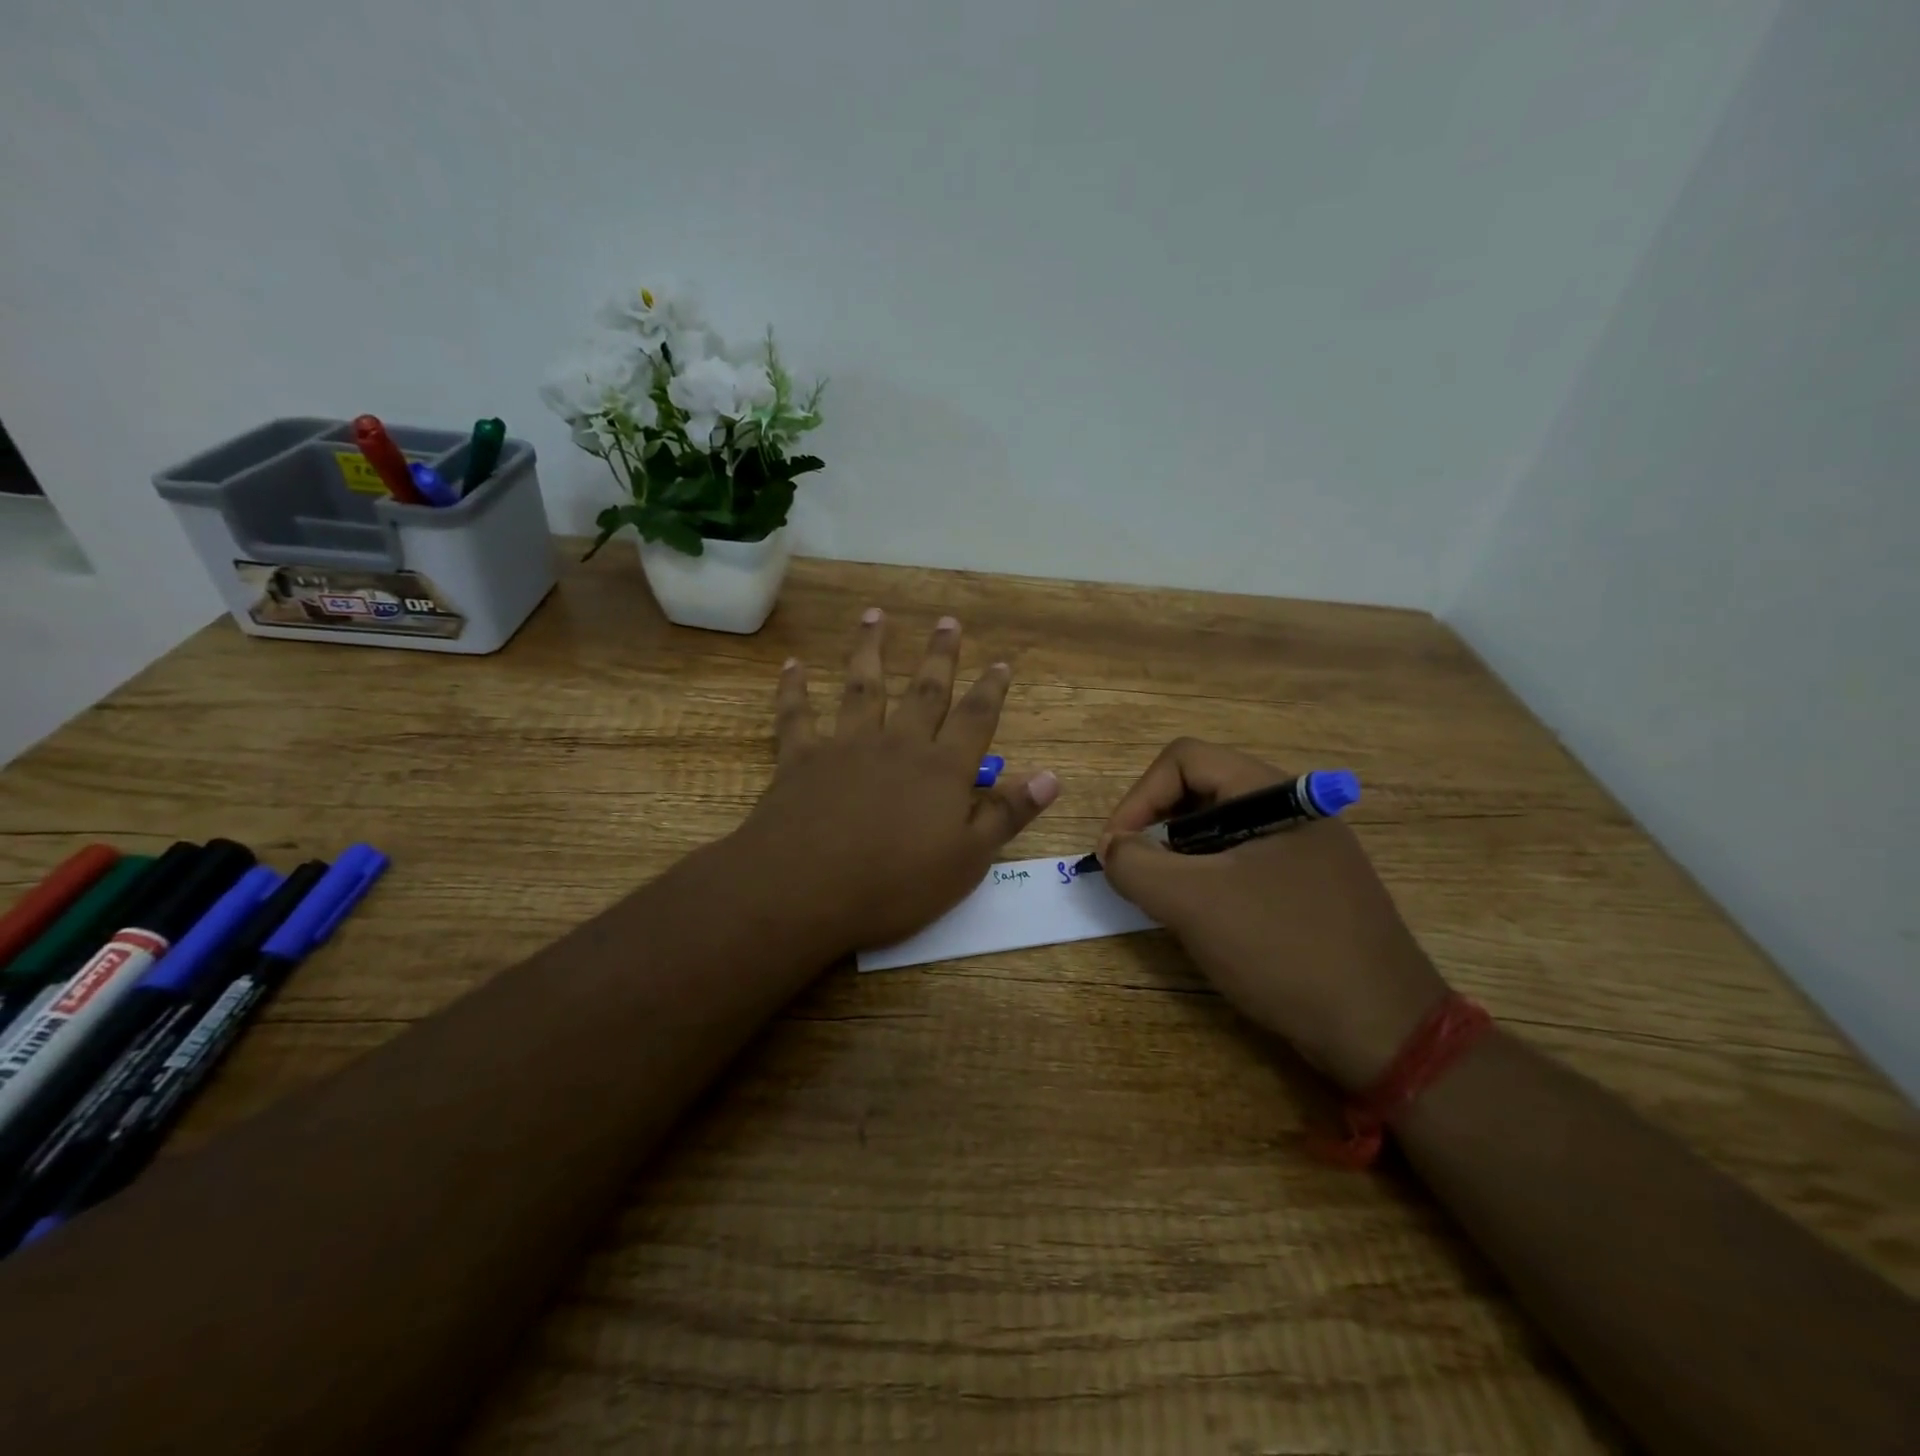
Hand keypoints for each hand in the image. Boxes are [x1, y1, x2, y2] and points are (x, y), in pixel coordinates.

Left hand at [731, 609, 1059, 956]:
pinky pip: (797, 714)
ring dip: (870, 649)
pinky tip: (793, 665)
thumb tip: (1051, 775)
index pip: (975, 719)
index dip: (991, 689)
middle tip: (947, 621)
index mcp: (941, 769)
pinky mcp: (801, 758)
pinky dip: (794, 688)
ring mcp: (846, 746)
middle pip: (924, 690)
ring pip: (863, 687)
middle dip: (940, 655)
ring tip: (874, 616)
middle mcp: (897, 744)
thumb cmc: (895, 885)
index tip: (1001, 662)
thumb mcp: (967, 860)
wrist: (805, 889)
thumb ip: (1008, 814)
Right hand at [1098, 739, 1448, 1090]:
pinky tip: (1209, 922)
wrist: (1385, 1030)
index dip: (1138, 798)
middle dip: (1156, 827)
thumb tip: (1113, 848)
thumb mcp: (1194, 903)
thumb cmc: (1284, 949)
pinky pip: (1243, 863)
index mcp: (1272, 792)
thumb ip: (1136, 865)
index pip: (1183, 760)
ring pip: (1220, 830)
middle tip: (1138, 876)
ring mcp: (1305, 849)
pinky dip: (1210, 880)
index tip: (1115, 851)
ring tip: (1169, 902)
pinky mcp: (1309, 886)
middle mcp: (1291, 808)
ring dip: (1180, 858)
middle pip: (1200, 790)